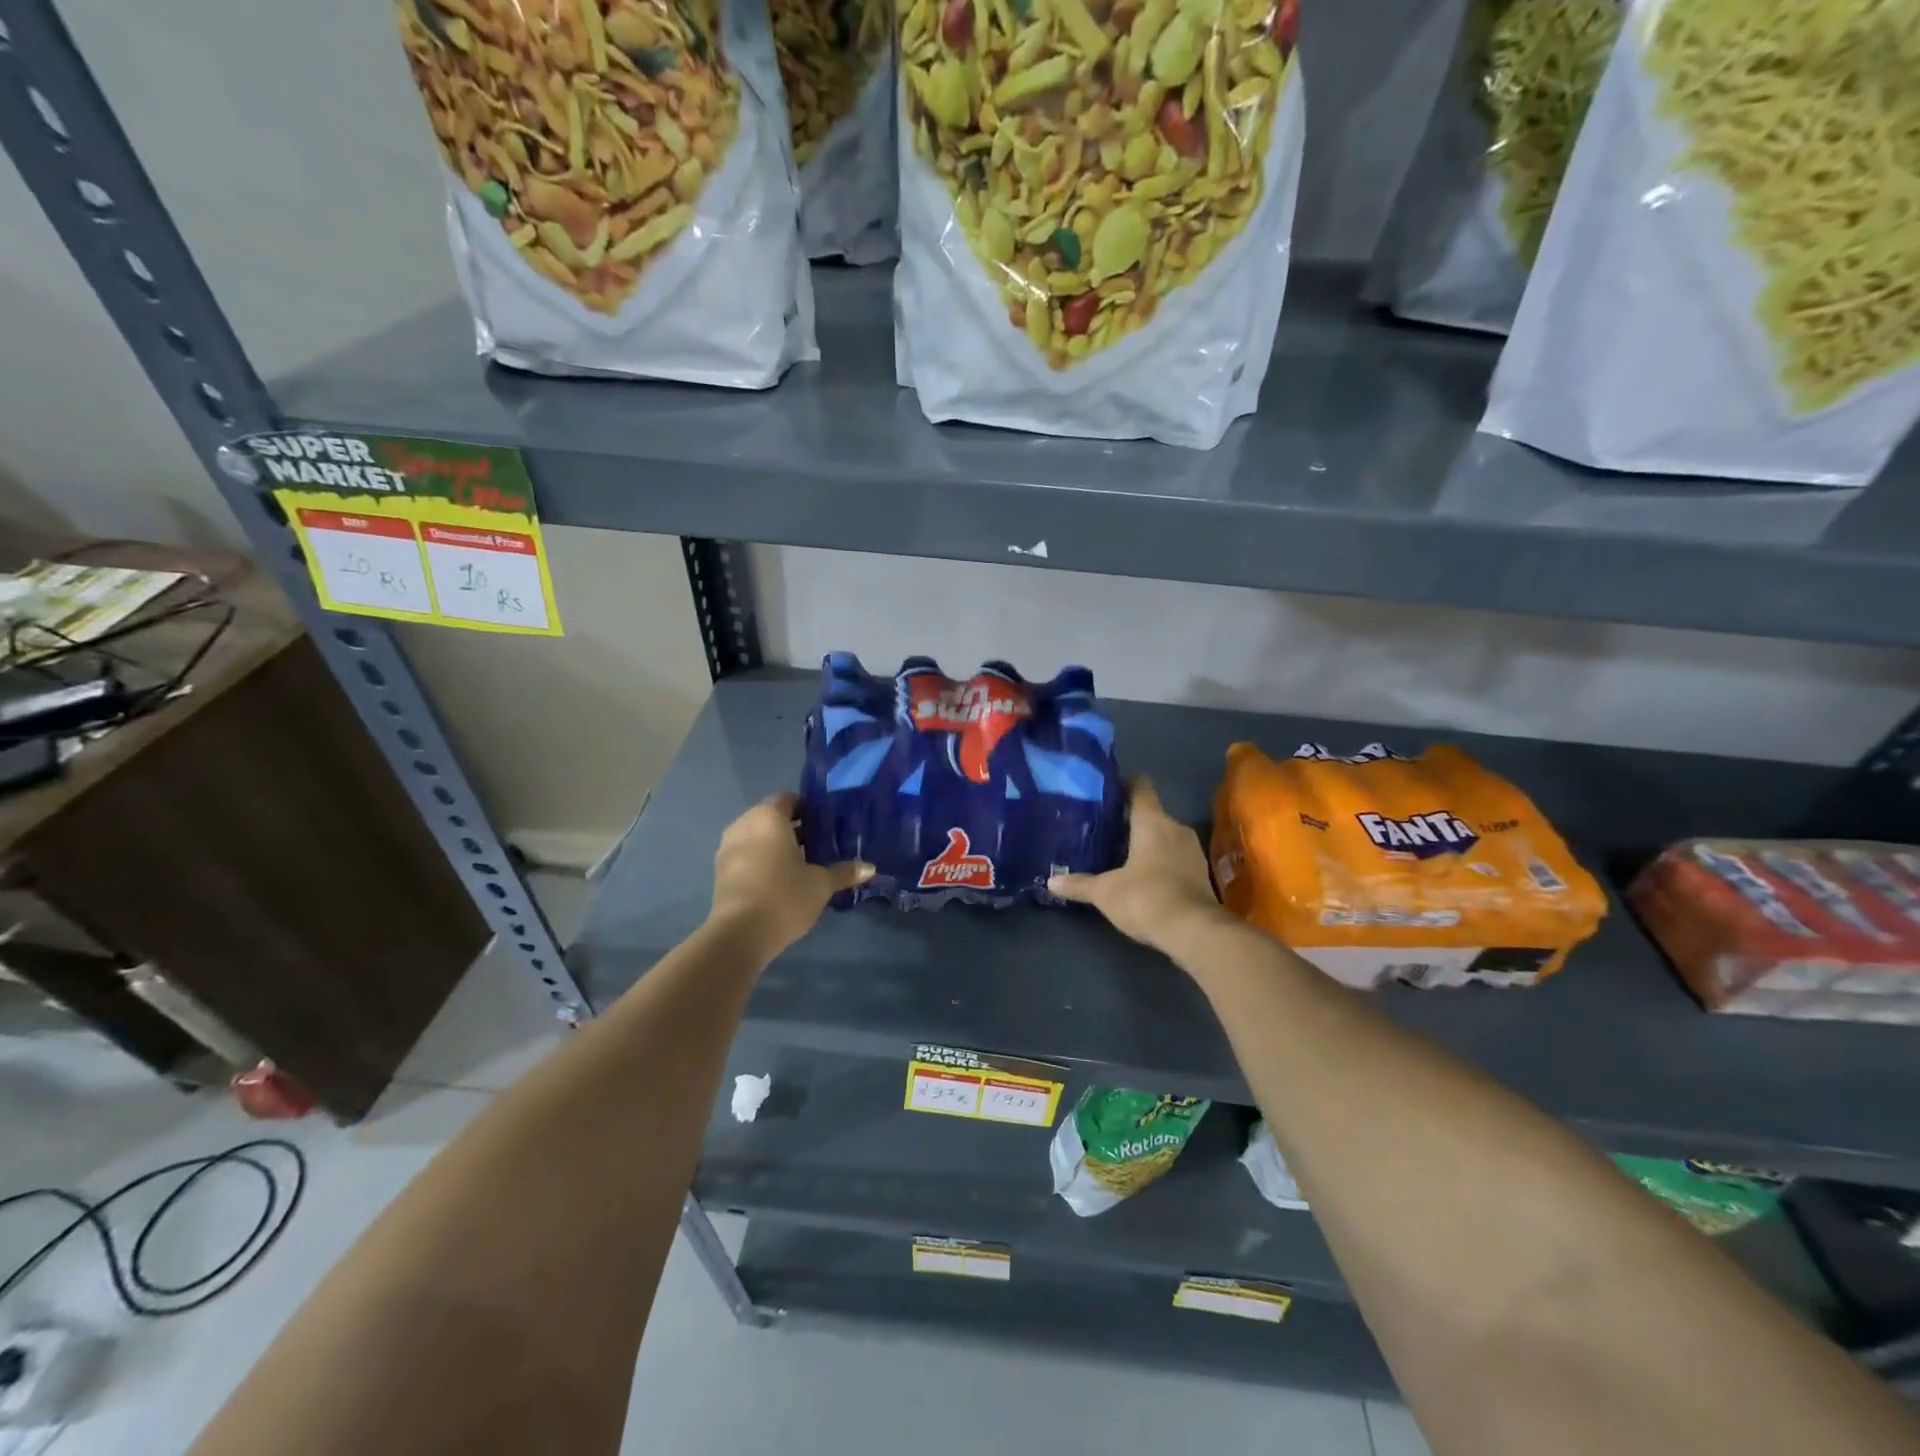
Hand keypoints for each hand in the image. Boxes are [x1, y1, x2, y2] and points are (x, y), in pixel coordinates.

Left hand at [707, 793, 871, 960]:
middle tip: (820, 844)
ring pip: (758, 837)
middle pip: (772, 817)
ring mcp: (728, 848)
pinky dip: (762, 860)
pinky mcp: (720, 871)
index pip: (789, 799)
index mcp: (768, 817)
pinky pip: (747, 854)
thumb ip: (844, 872)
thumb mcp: (820, 884)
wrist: (740, 934)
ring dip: (777, 845)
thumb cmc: (784, 896)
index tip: (827, 823)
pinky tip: (781, 879)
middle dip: (794, 828)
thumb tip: (870, 868)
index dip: (809, 808)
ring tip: (803, 863)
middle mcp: (744, 825)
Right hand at [1049, 779, 1230, 957]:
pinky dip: (1161, 863)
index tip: (1108, 791)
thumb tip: (1051, 881)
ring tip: (1122, 855)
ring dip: (1148, 844)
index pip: (1141, 787)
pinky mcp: (1202, 875)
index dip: (1125, 785)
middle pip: (1152, 814)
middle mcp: (1176, 828)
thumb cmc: (1145, 897)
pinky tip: (1144, 878)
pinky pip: (1176, 858)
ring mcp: (1193, 851)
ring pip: (1165, 837)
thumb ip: (1079, 884)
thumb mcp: (1105, 892)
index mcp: (1152, 821)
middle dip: (1131, 822)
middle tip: (1106, 830)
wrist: (1194, 932)